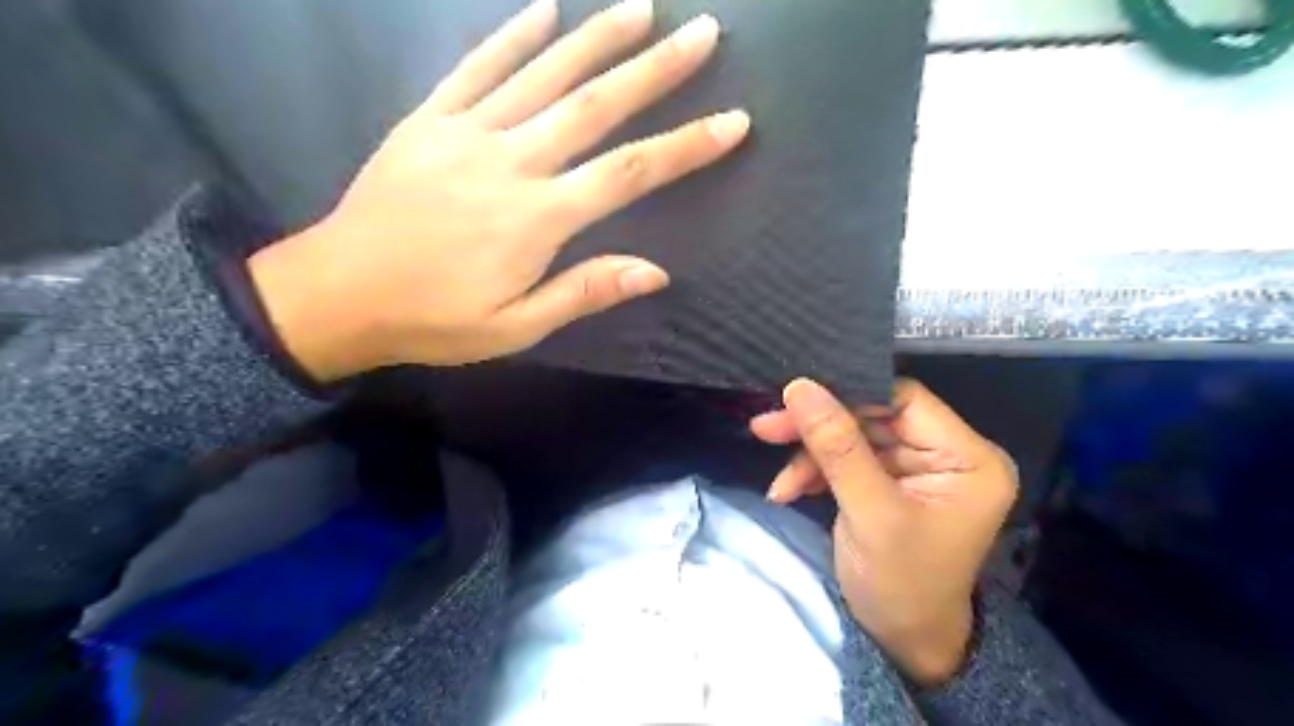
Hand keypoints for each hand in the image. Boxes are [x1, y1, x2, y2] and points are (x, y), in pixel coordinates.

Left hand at [244, 0, 749, 385]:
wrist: (339, 293)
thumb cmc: (435, 318)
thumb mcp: (517, 327)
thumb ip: (585, 292)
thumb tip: (655, 272)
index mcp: (538, 217)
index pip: (630, 172)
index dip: (686, 146)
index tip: (732, 121)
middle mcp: (512, 161)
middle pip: (596, 105)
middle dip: (656, 68)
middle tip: (703, 33)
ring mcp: (468, 131)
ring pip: (544, 73)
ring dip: (597, 38)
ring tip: (642, 8)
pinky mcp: (430, 118)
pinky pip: (477, 66)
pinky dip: (514, 35)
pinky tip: (546, 9)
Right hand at [754, 380, 1016, 685]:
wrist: (902, 643)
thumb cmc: (901, 585)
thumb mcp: (870, 514)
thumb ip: (837, 447)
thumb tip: (801, 387)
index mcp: (967, 457)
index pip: (903, 400)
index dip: (848, 395)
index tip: (794, 399)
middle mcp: (947, 453)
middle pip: (871, 416)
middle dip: (818, 428)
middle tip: (766, 428)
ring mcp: (916, 467)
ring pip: (852, 435)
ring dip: (810, 455)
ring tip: (779, 483)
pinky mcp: (889, 480)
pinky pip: (846, 458)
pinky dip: (814, 472)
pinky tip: (789, 491)